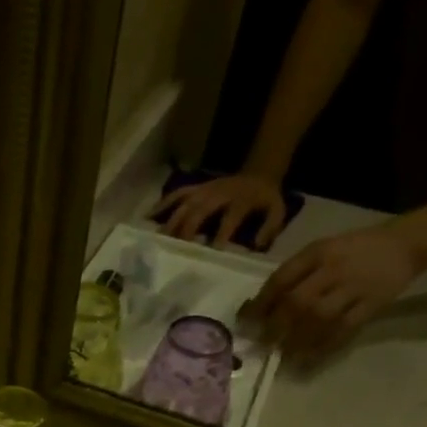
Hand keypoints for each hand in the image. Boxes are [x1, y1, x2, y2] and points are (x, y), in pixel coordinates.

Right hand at [155, 172, 290, 249]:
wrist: (260, 171)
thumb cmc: (266, 199)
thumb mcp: (278, 212)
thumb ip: (269, 229)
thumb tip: (255, 246)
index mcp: (240, 200)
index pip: (229, 219)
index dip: (220, 236)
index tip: (210, 255)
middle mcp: (219, 193)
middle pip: (199, 212)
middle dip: (187, 231)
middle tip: (175, 252)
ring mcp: (205, 189)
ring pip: (184, 204)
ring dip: (171, 222)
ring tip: (158, 241)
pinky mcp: (196, 188)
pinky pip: (176, 195)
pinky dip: (161, 204)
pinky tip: (148, 218)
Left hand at [245, 224, 426, 358]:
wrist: (405, 244)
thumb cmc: (354, 249)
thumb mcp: (322, 250)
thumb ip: (296, 273)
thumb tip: (262, 304)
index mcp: (317, 252)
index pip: (281, 279)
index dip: (260, 303)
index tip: (246, 322)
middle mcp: (333, 269)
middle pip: (297, 302)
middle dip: (276, 326)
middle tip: (263, 343)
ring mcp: (354, 287)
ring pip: (319, 318)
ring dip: (297, 339)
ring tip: (283, 354)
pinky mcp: (372, 304)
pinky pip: (344, 329)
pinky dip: (324, 345)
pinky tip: (309, 357)